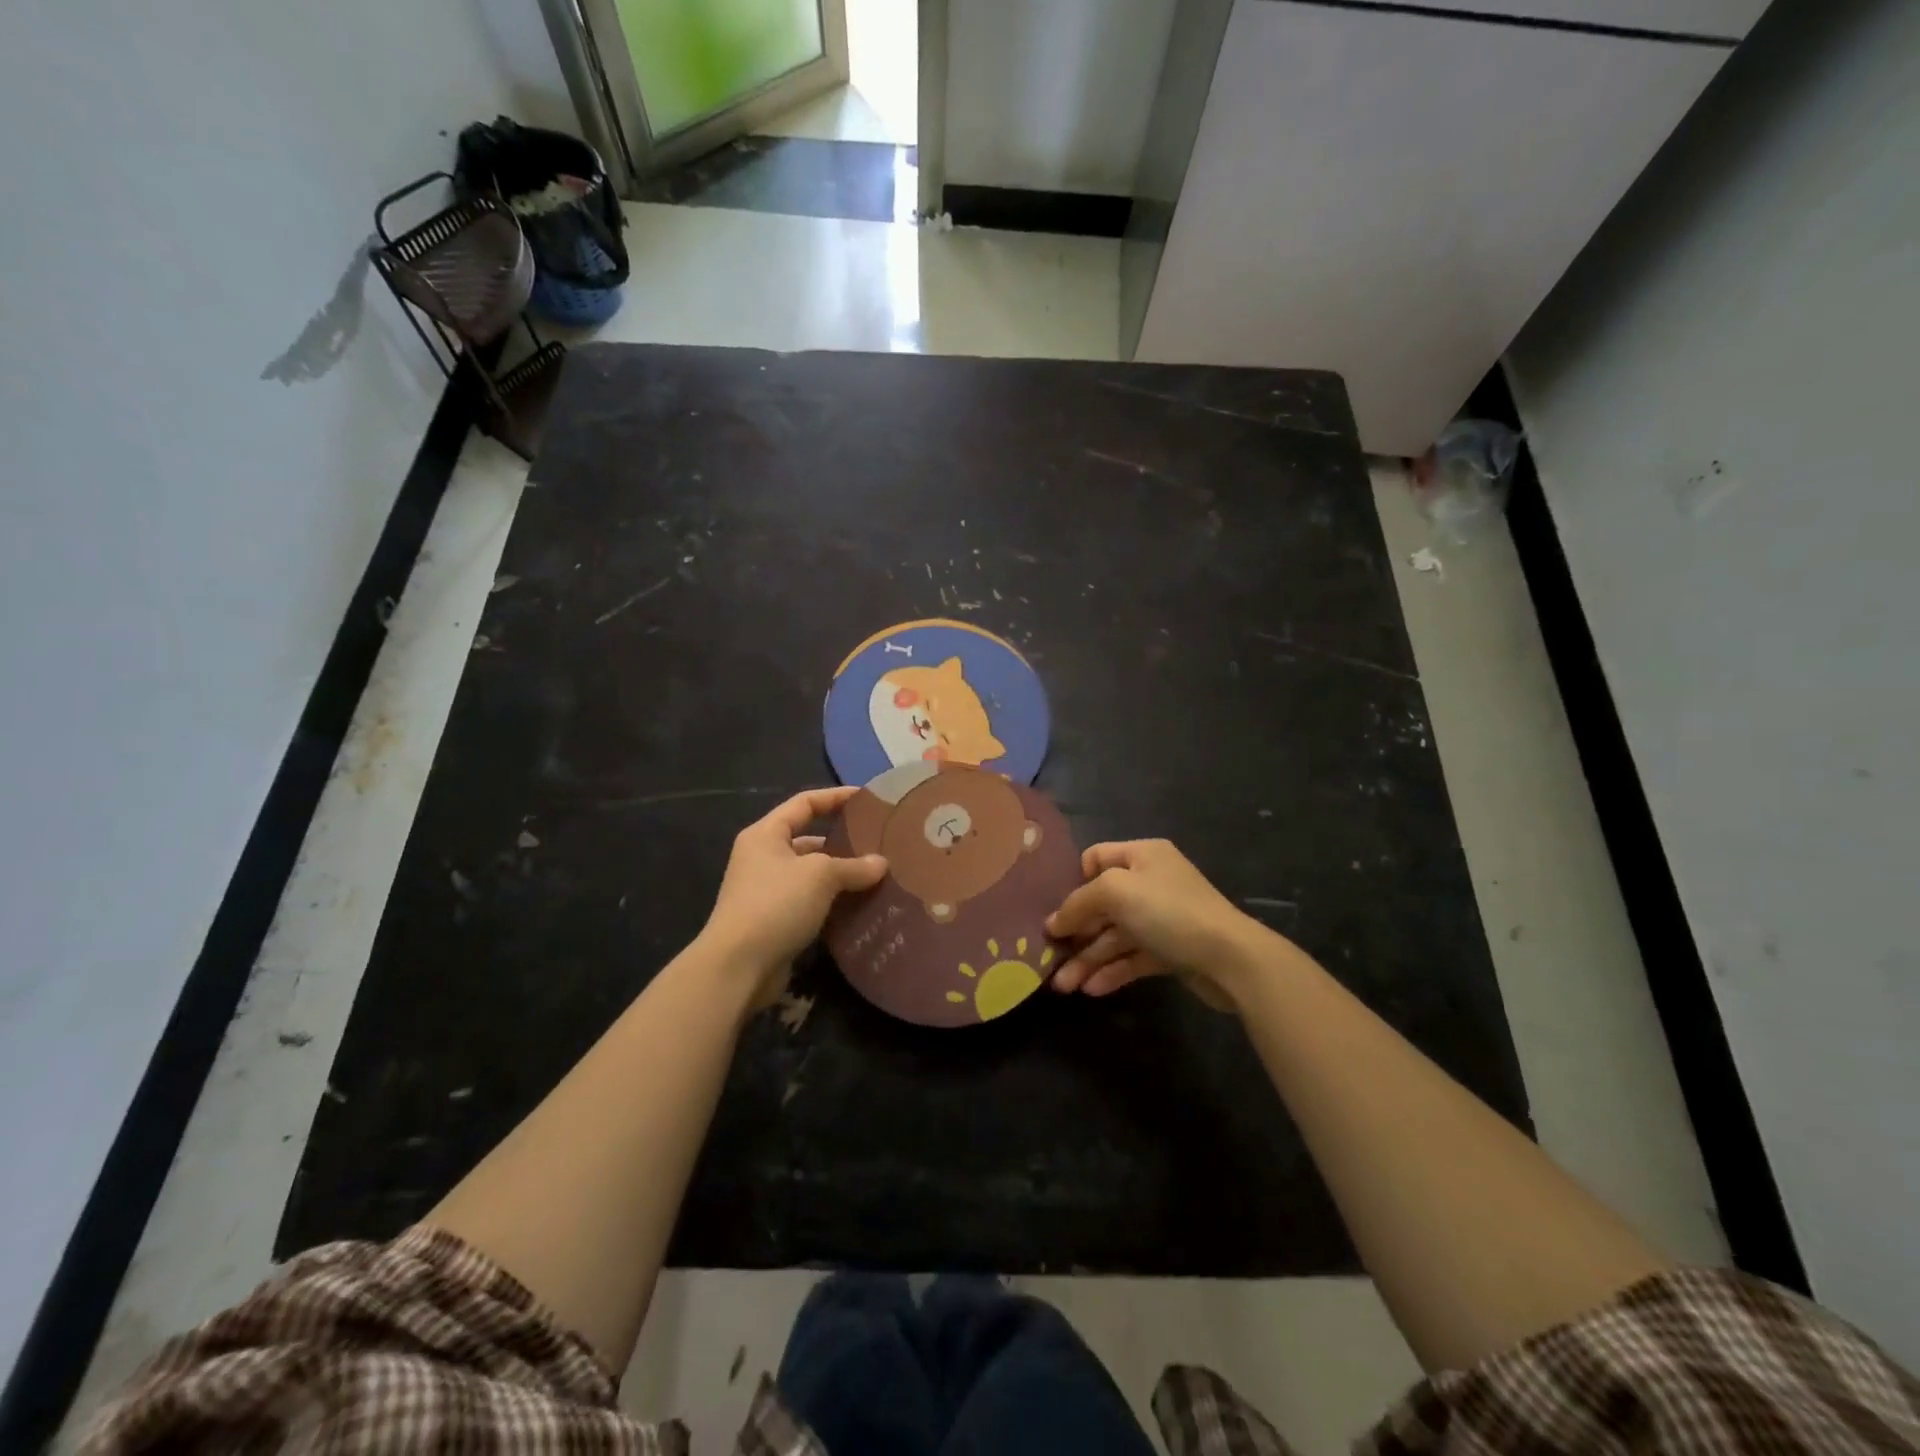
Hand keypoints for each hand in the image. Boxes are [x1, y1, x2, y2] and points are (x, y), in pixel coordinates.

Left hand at [701, 787, 887, 1005]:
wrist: (738, 967)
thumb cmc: (776, 904)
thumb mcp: (820, 876)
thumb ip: (854, 866)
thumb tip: (881, 864)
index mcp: (766, 835)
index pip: (804, 803)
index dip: (836, 797)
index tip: (867, 798)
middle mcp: (763, 858)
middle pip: (809, 839)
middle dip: (843, 842)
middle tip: (879, 844)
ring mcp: (767, 892)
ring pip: (812, 875)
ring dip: (841, 876)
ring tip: (878, 876)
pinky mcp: (775, 921)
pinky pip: (811, 903)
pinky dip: (834, 903)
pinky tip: (861, 907)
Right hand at [1045, 839, 1268, 1002]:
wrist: (1230, 958)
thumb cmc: (1169, 911)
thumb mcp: (1115, 892)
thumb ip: (1078, 903)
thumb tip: (1052, 923)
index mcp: (1142, 855)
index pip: (1095, 858)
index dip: (1073, 882)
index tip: (1055, 910)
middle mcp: (1151, 882)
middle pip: (1101, 903)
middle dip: (1075, 931)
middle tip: (1049, 956)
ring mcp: (1161, 918)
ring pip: (1114, 936)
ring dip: (1088, 958)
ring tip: (1063, 986)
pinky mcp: (1170, 951)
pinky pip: (1132, 957)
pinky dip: (1112, 971)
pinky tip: (1091, 990)